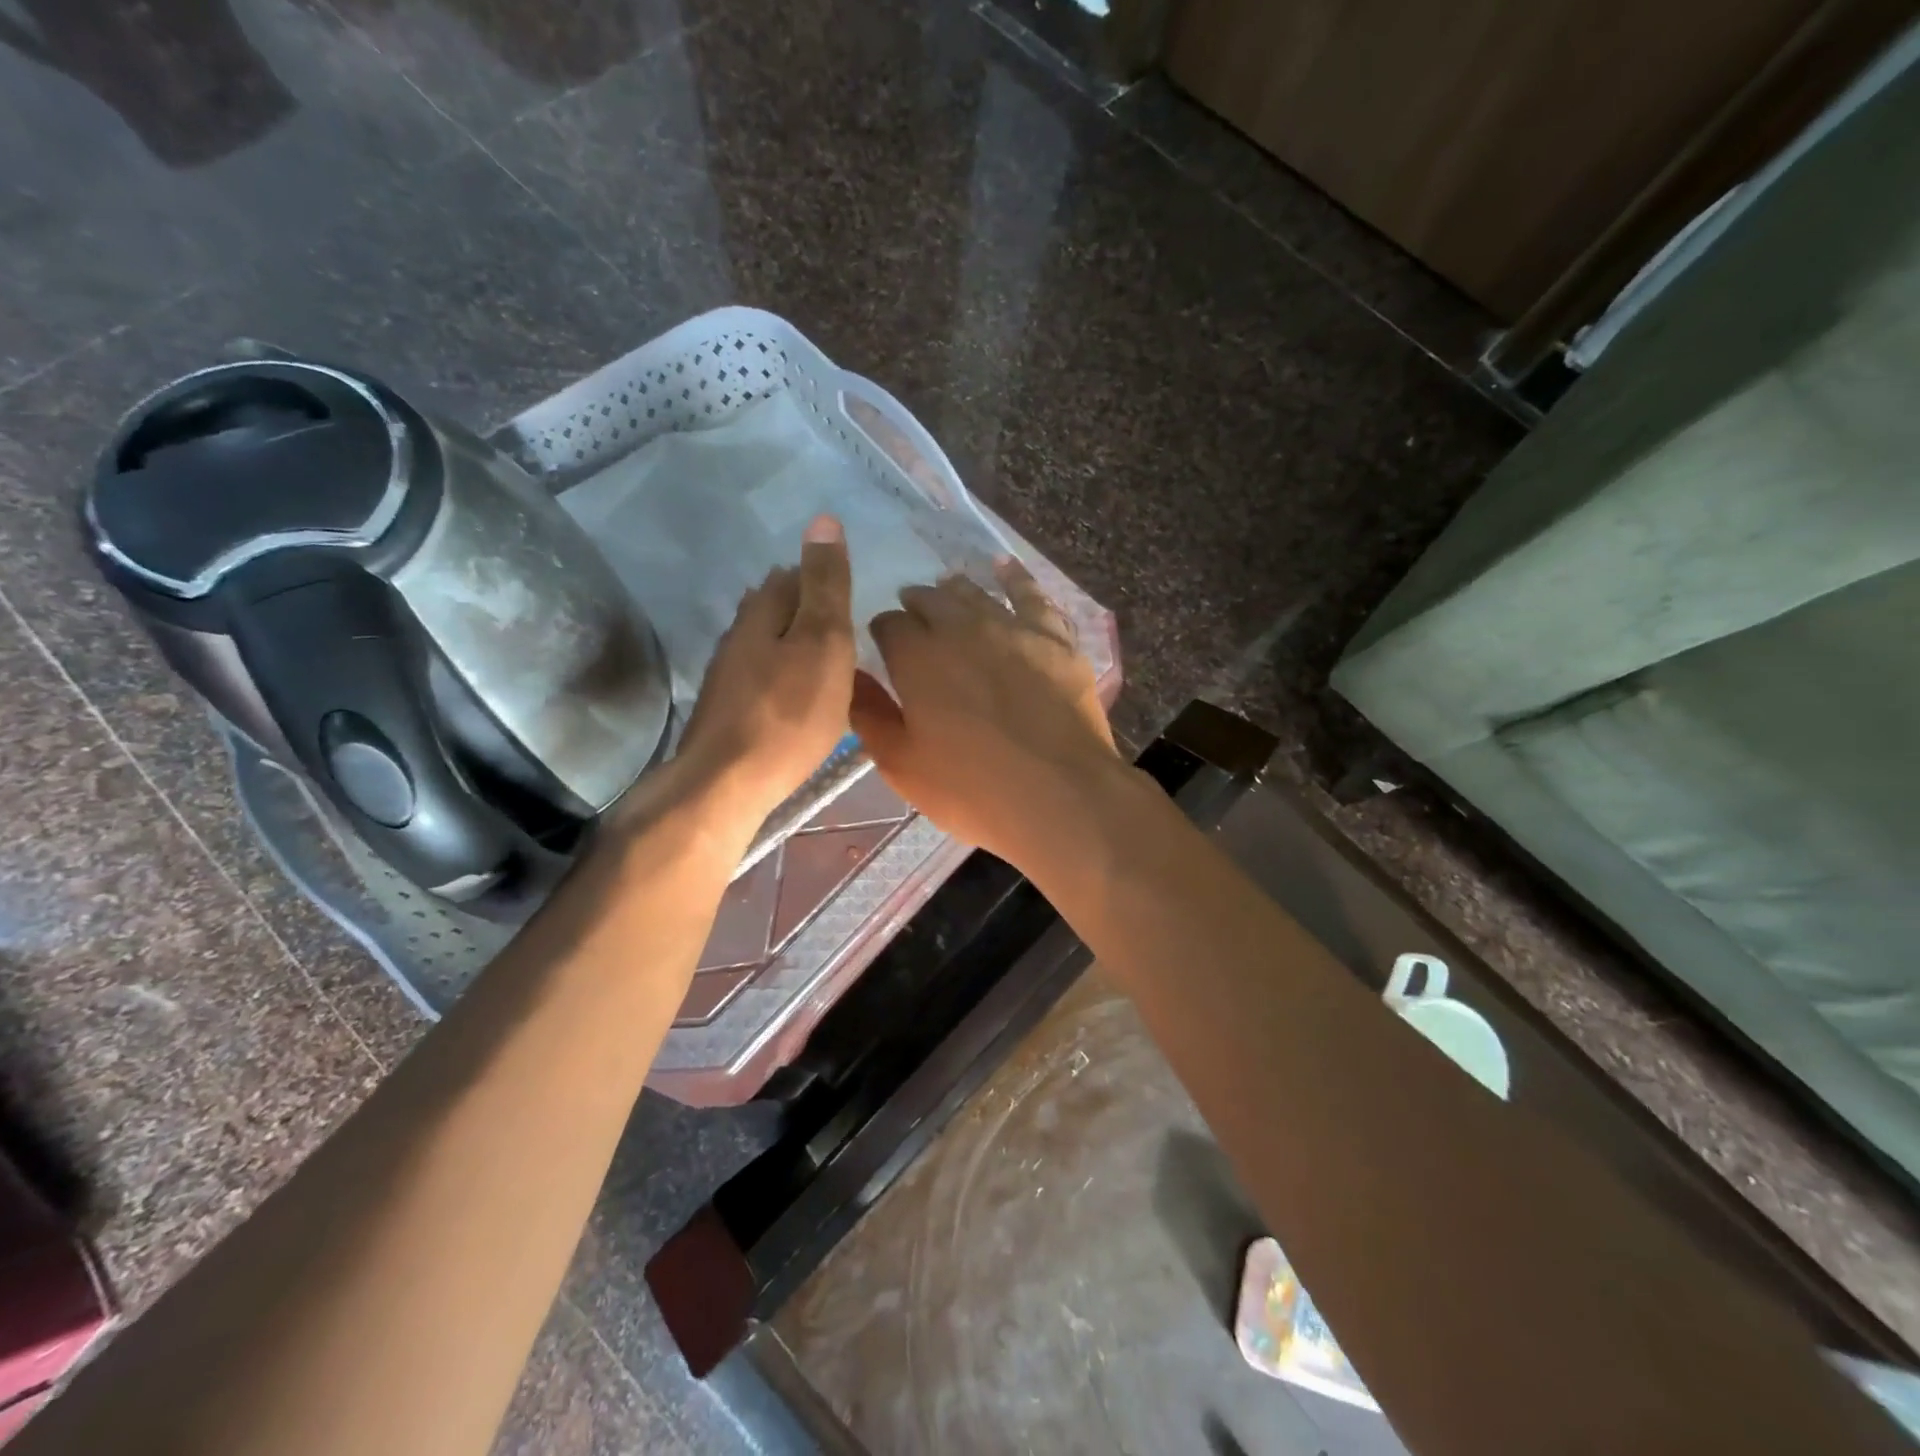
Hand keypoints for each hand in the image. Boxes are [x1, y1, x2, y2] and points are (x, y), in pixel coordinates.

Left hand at [673, 515, 855, 832]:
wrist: (729, 781)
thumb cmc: (789, 711)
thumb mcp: (823, 641)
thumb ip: (826, 585)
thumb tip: (823, 518)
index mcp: (763, 612)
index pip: (794, 576)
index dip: (822, 578)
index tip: (850, 593)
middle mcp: (739, 635)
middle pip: (775, 608)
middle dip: (804, 607)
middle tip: (842, 624)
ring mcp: (728, 674)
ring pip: (765, 643)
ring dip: (791, 642)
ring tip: (824, 656)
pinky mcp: (727, 710)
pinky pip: (761, 677)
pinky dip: (782, 675)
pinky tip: (795, 694)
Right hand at [850, 557, 1124, 872]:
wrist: (1060, 795)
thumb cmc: (972, 788)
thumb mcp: (902, 764)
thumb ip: (870, 715)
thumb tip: (849, 677)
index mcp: (917, 656)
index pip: (888, 626)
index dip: (883, 633)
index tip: (884, 646)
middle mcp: (961, 628)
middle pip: (931, 601)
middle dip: (916, 606)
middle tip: (913, 616)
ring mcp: (1011, 627)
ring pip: (975, 594)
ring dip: (955, 590)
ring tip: (947, 588)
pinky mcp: (1053, 638)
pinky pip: (1031, 595)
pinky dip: (1014, 577)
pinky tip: (1003, 566)